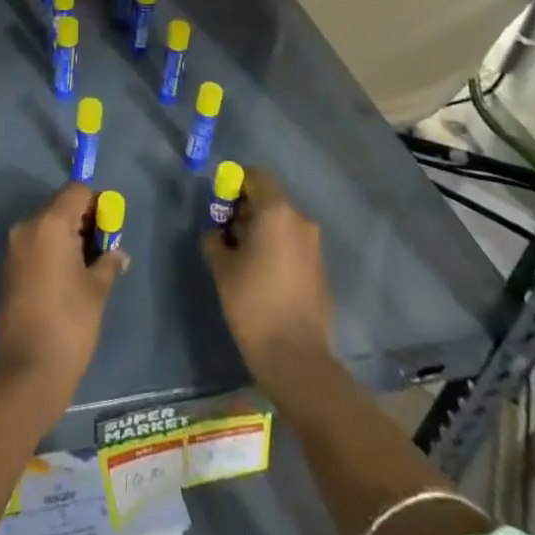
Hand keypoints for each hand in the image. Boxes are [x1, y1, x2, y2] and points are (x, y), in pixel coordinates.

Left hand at [0, 182, 128, 416]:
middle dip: (84, 220)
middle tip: (103, 249)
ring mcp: (14, 247)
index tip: (110, 227)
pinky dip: (53, 250)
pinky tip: (68, 278)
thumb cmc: (69, 324)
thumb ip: (109, 263)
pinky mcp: (8, 268)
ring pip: (47, 226)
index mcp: (50, 224)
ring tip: (88, 267)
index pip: (76, 191)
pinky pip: (36, 244)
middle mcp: (27, 226)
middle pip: (60, 206)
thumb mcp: (97, 290)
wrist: (27, 371)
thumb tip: (118, 253)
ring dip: (68, 236)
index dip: (97, 203)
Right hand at [202, 166, 334, 400]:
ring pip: (281, 222)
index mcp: (276, 212)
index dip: (234, 183)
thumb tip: (218, 233)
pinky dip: (275, 246)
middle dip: (244, 208)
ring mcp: (314, 245)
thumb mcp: (222, 267)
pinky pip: (292, 243)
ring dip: (259, 228)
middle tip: (224, 231)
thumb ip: (215, 239)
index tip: (218, 204)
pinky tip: (260, 272)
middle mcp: (300, 221)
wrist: (295, 357)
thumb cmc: (253, 303)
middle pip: (269, 199)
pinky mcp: (319, 268)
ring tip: (239, 255)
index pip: (256, 176)